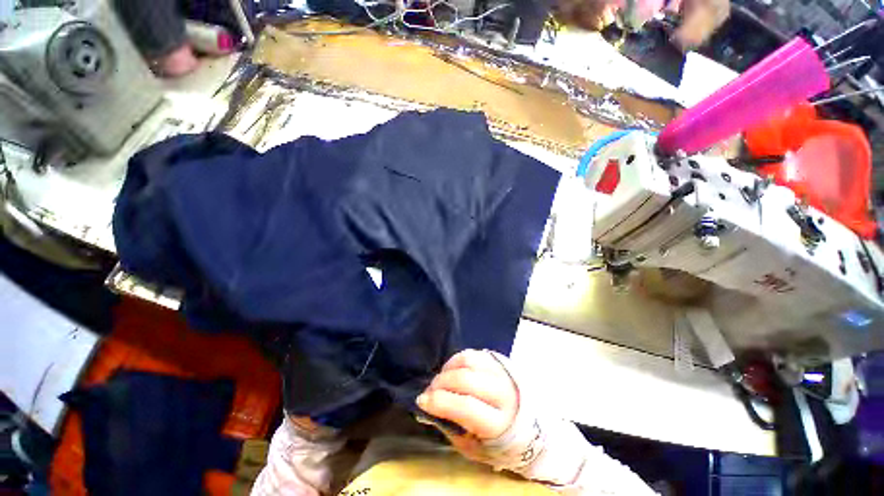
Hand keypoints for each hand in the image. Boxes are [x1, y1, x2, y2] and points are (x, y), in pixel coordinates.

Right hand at [417, 349, 518, 439]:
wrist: (528, 420)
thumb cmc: (497, 441)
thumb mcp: (474, 448)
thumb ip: (451, 428)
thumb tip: (428, 408)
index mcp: (499, 423)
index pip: (466, 407)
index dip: (440, 402)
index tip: (422, 401)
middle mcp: (503, 393)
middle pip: (464, 380)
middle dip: (440, 384)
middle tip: (429, 391)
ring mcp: (501, 372)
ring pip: (467, 362)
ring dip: (447, 370)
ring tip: (441, 380)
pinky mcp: (498, 360)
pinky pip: (472, 354)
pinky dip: (456, 360)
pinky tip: (452, 371)